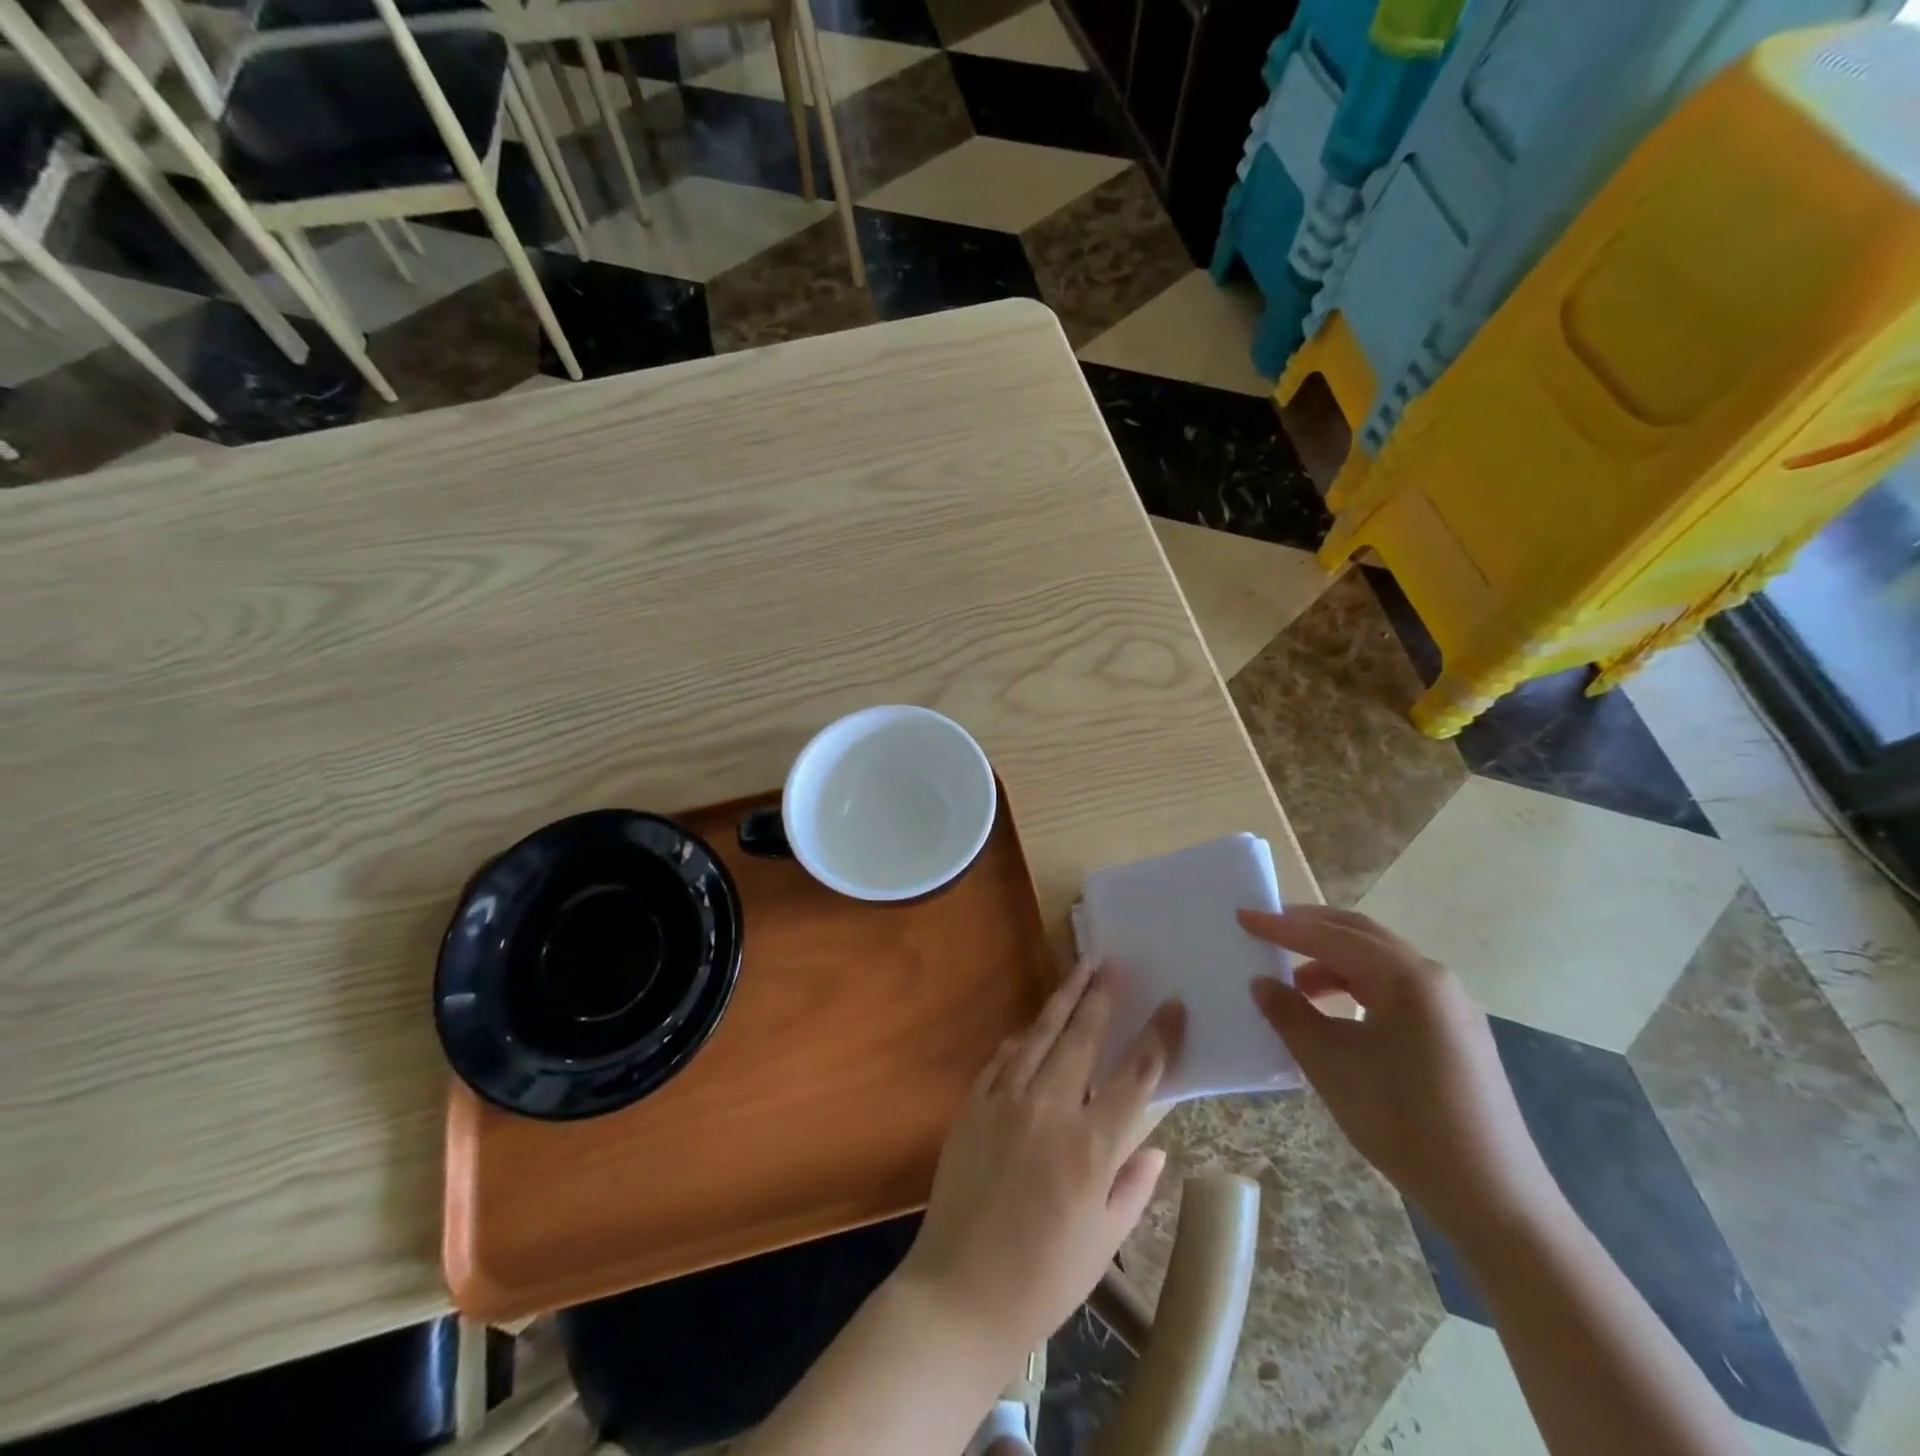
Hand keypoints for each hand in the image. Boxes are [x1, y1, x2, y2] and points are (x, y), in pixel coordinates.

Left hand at [896, 962, 1185, 1359]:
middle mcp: (1048, 1109)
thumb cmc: (1043, 1280)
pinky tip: (1033, 1026)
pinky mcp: (972, 1104)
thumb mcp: (1104, 1242)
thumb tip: (1155, 1146)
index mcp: (1090, 1146)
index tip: (1173, 1005)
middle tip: (1115, 965)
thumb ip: (1133, 1186)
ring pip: (1040, 1034)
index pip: (1136, 1075)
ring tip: (1081, 970)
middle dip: (1102, 996)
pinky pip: (1002, 1057)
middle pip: (1082, 1036)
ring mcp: (1005, 1100)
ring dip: (1063, 999)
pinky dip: (1022, 1037)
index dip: (1159, 1036)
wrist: (959, 1292)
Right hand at [1241, 906, 1558, 1244]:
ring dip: (1333, 962)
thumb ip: (1290, 1015)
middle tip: (1267, 929)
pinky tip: (1335, 1013)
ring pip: (1380, 962)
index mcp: (1407, 978)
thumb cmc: (1404, 1122)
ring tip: (1294, 983)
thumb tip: (1262, 983)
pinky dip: (1358, 986)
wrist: (1494, 1199)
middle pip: (1362, 936)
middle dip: (1311, 928)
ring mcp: (1451, 1005)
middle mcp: (1434, 979)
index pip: (1331, 937)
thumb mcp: (1331, 1066)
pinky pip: (1397, 989)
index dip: (1282, 927)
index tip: (1243, 915)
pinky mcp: (1457, 1032)